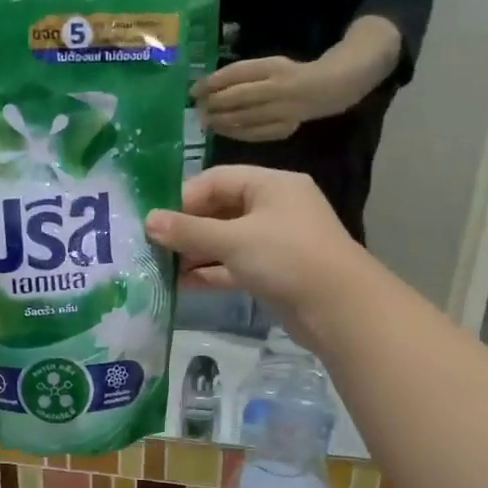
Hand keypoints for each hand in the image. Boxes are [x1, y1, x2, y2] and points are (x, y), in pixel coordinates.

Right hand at [145, 166, 365, 324]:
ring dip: (196, 253)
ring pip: (226, 241)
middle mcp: (274, 207)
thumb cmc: (286, 258)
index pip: (217, 180)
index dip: (183, 198)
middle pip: (220, 210)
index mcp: (271, 185)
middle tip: (153, 246)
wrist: (338, 308)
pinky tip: (183, 284)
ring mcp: (276, 241)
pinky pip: (235, 265)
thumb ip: (189, 231)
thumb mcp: (233, 240)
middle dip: (187, 229)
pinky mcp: (275, 272)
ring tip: (161, 267)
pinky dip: (212, 272)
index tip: (154, 220)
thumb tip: (148, 221)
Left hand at [193, 57, 329, 142]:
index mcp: (273, 66)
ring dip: (220, 121)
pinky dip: (234, 133)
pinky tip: (221, 131)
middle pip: (239, 97)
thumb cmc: (285, 75)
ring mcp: (283, 111)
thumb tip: (205, 88)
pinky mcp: (284, 129)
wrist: (322, 89)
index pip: (236, 73)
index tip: (193, 90)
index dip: (212, 82)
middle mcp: (279, 88)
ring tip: (205, 121)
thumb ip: (241, 75)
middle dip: (214, 104)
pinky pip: (254, 134)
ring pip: (244, 118)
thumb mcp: (266, 65)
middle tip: (198, 109)